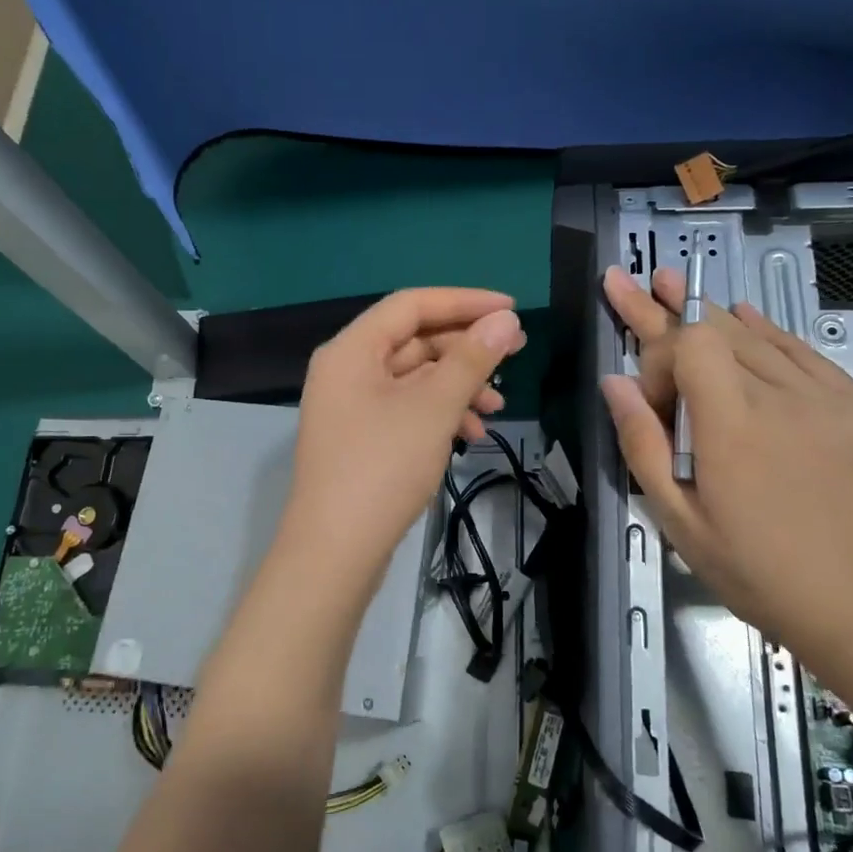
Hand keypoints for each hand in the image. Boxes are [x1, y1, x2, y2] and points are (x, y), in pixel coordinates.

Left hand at [285, 288, 525, 581]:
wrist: (336, 550)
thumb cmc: (383, 467)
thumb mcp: (434, 407)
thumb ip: (471, 359)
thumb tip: (505, 320)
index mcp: (352, 349)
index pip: (411, 305)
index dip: (464, 302)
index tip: (512, 310)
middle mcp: (346, 369)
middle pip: (414, 340)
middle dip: (466, 348)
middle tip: (516, 355)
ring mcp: (351, 406)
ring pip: (414, 378)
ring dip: (458, 385)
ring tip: (498, 406)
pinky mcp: (361, 437)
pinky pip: (406, 408)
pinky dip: (440, 414)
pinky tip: (472, 434)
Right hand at [599, 265, 852, 642]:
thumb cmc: (758, 570)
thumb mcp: (680, 520)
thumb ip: (642, 444)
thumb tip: (614, 382)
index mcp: (730, 423)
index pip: (687, 345)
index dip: (657, 357)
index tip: (652, 403)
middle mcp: (779, 394)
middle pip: (716, 328)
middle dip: (666, 308)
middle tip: (631, 282)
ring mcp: (826, 396)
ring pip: (758, 334)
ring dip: (710, 313)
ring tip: (673, 283)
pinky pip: (804, 351)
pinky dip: (768, 330)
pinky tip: (746, 316)